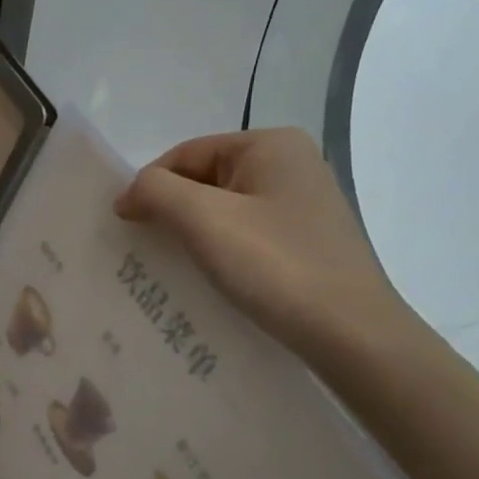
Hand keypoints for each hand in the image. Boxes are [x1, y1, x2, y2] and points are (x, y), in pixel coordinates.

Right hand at [115, 128, 416, 361]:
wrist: (352, 334)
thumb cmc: (274, 266)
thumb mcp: (203, 219)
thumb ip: (155, 192)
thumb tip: (128, 195)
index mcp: (270, 144)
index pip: (185, 154)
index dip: (149, 187)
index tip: (126, 228)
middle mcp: (291, 164)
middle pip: (204, 180)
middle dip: (170, 212)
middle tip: (144, 251)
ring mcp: (302, 204)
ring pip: (223, 210)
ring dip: (192, 236)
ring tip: (172, 269)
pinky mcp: (306, 241)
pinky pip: (245, 235)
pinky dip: (219, 252)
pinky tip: (209, 279)